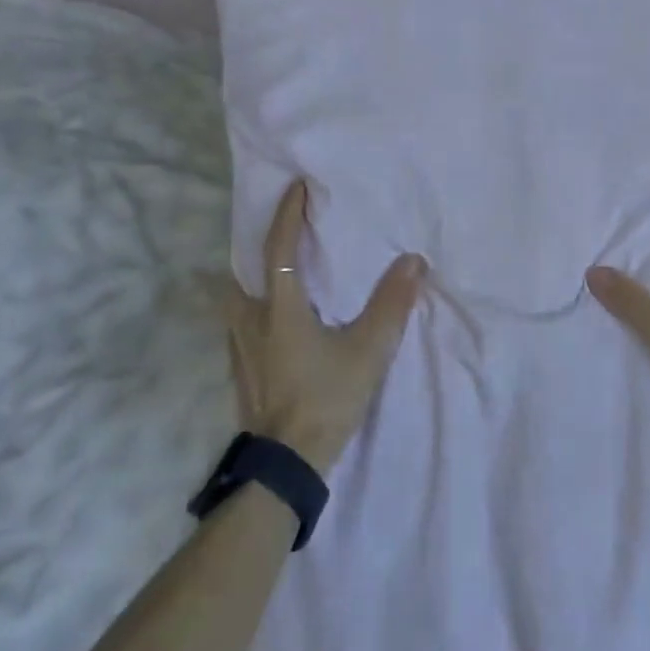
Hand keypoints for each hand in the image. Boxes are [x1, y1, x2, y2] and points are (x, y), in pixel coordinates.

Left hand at [224, 180, 426, 474]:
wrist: (287, 464)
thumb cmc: (326, 399)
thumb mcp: (368, 350)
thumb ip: (391, 304)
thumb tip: (413, 261)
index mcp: (279, 308)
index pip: (279, 248)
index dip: (288, 214)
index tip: (295, 186)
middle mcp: (251, 321)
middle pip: (243, 272)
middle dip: (260, 248)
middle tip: (285, 235)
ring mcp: (241, 350)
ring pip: (236, 302)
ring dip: (253, 281)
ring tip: (279, 277)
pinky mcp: (242, 373)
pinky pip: (242, 326)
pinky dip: (254, 311)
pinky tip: (274, 324)